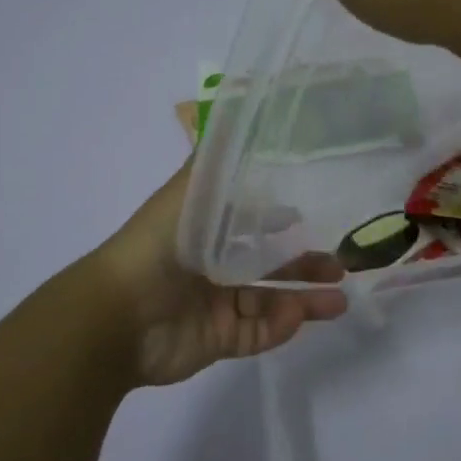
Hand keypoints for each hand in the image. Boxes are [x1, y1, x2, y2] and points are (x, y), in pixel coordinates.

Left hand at [93, 163, 347, 387]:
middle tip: (341, 266)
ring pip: (270, 302)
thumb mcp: (190, 193)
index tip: (313, 216)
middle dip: (305, 265)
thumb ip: (217, 164)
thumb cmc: (158, 245)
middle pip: (268, 266)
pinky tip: (298, 315)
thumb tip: (240, 120)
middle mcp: (212, 267)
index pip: (250, 224)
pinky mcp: (218, 340)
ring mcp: (215, 305)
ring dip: (305, 300)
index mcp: (204, 231)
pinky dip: (279, 326)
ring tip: (341, 301)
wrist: (119, 314)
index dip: (281, 221)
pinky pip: (256, 334)